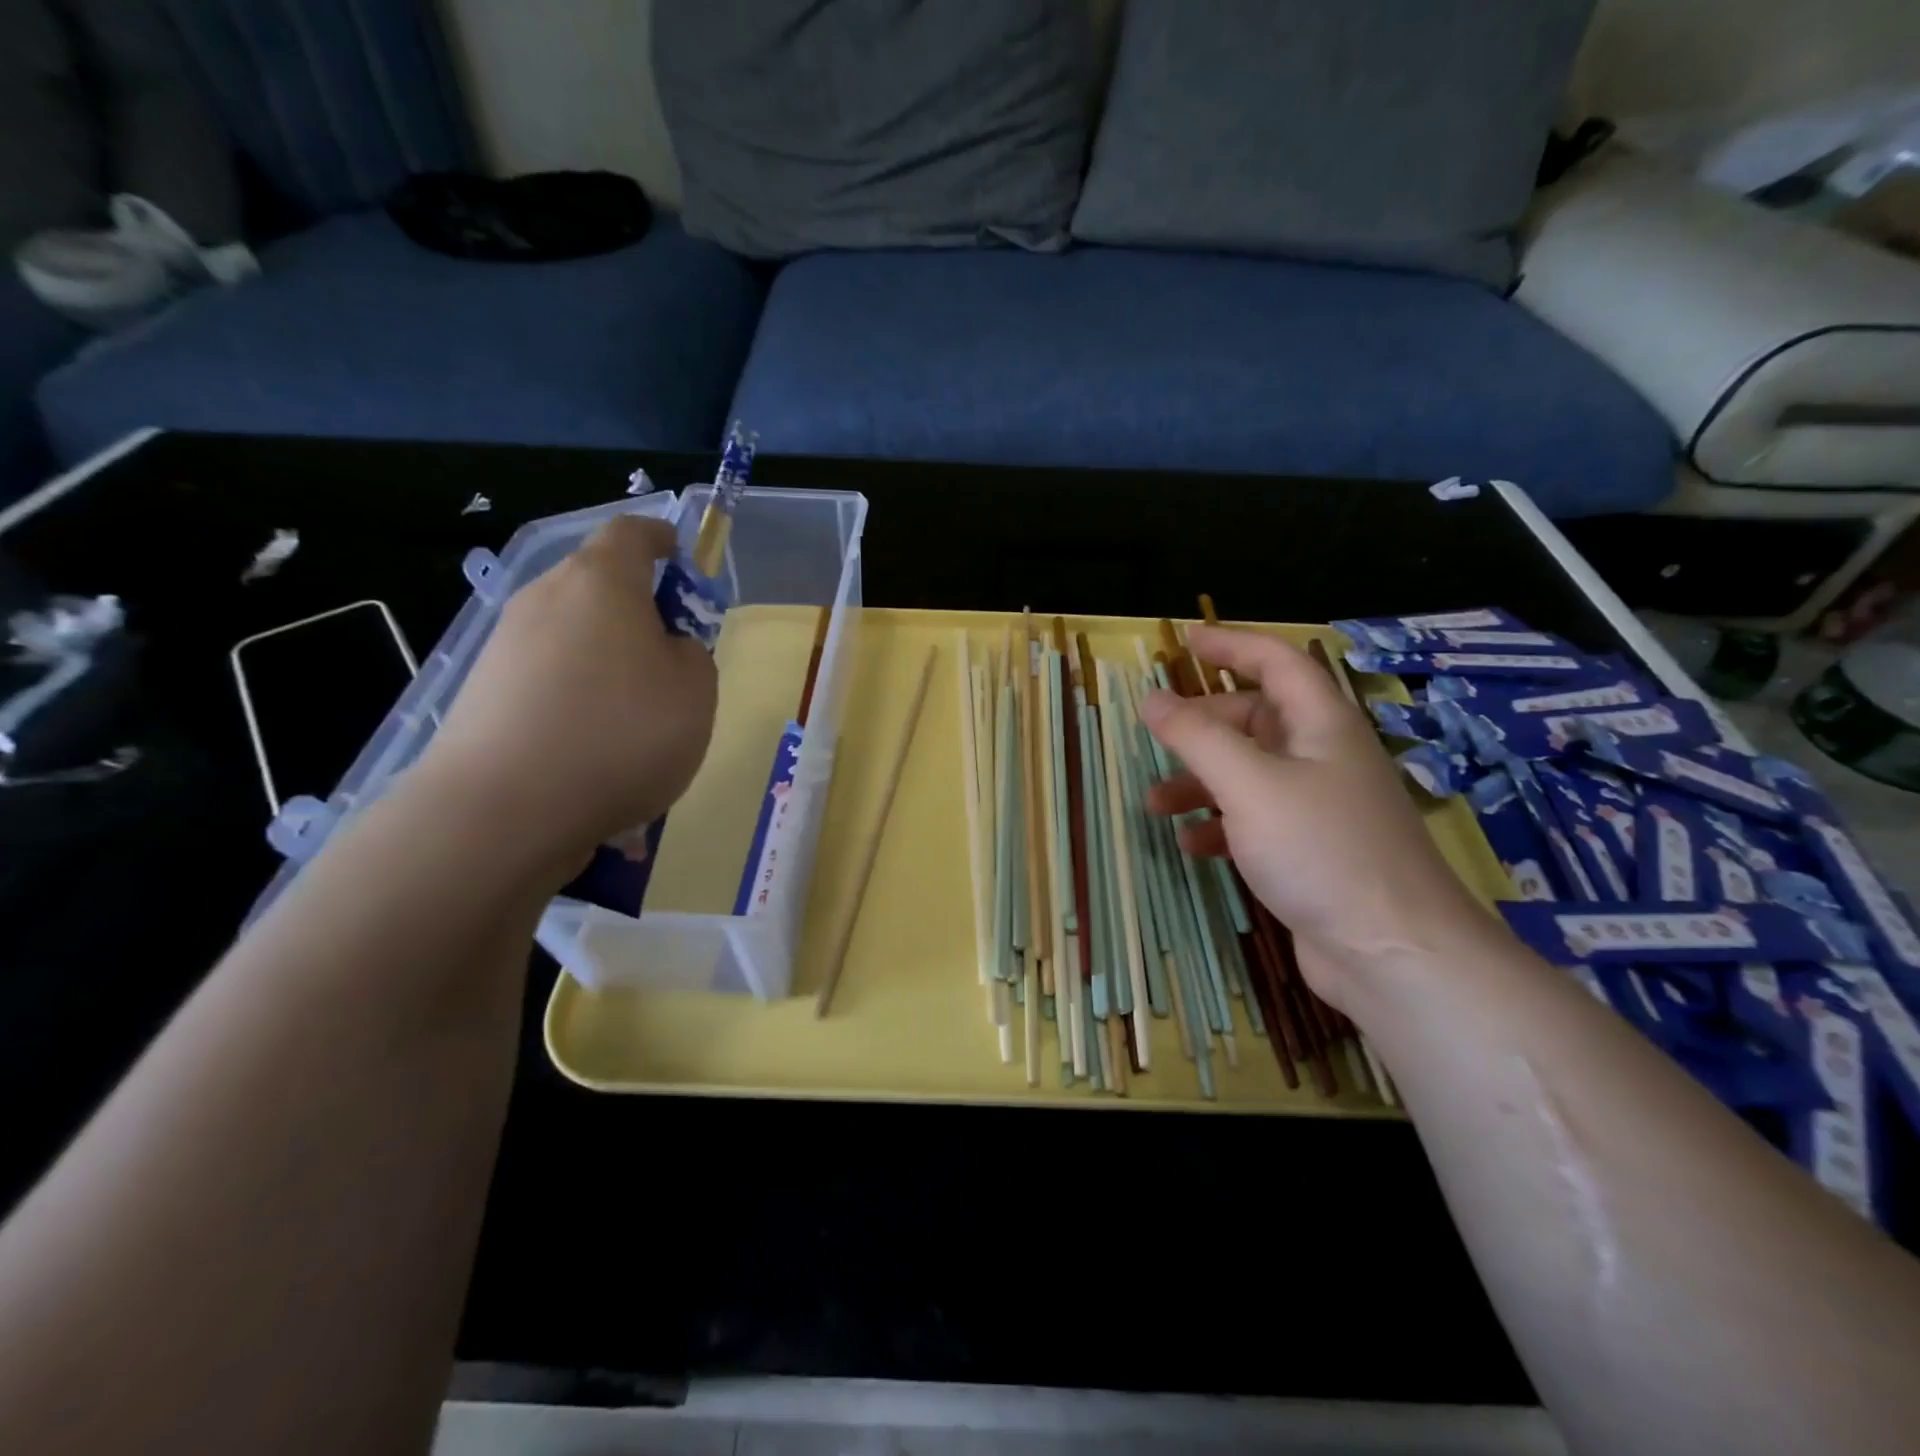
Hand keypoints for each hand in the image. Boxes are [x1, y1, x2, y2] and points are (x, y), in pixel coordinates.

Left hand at [417, 516, 717, 871]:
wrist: (506, 808)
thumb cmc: (623, 732)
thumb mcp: (696, 690)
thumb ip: (691, 654)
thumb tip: (665, 649)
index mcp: (601, 581)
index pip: (632, 533)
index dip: (662, 538)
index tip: (682, 557)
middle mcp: (545, 597)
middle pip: (596, 582)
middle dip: (636, 605)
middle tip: (671, 651)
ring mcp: (506, 644)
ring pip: (570, 631)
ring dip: (605, 653)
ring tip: (635, 710)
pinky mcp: (483, 691)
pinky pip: (546, 674)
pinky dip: (576, 691)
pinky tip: (593, 741)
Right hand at [1140, 626, 1500, 1008]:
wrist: (1394, 953)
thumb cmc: (1322, 850)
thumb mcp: (1250, 785)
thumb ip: (1197, 737)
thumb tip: (1152, 699)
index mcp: (1321, 725)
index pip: (1276, 663)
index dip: (1231, 645)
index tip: (1184, 642)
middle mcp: (1323, 757)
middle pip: (1254, 721)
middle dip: (1202, 728)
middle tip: (1156, 740)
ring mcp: (1319, 807)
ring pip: (1249, 774)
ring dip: (1201, 782)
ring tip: (1155, 805)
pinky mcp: (1311, 851)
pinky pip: (1255, 820)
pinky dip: (1220, 825)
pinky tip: (1193, 845)